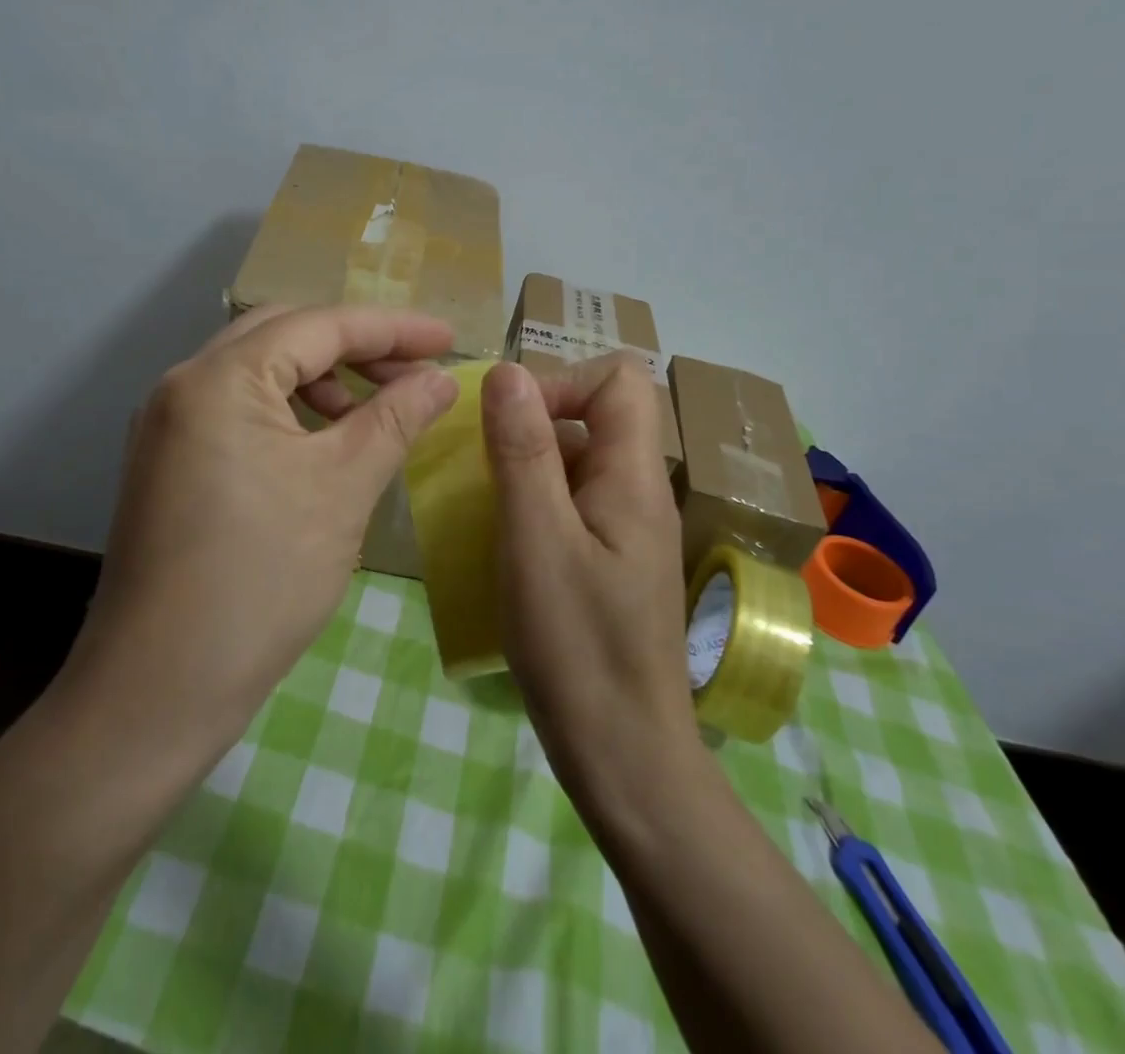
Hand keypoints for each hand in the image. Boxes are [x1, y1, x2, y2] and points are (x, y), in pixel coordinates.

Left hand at [65, 304, 459, 756]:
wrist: (159, 688)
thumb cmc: (261, 580)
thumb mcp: (344, 488)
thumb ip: (396, 418)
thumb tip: (441, 379)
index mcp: (219, 377)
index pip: (320, 325)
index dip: (393, 328)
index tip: (450, 339)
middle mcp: (183, 384)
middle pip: (284, 336)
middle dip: (356, 347)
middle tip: (414, 372)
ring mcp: (167, 425)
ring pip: (259, 373)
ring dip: (322, 380)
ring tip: (373, 413)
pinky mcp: (168, 462)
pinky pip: (238, 410)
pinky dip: (288, 412)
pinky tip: (323, 446)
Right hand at [480, 356, 696, 790]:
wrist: (622, 754)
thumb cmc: (576, 645)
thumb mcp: (536, 539)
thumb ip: (523, 451)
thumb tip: (507, 371)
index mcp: (634, 476)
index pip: (618, 380)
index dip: (561, 383)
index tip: (510, 424)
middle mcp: (640, 490)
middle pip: (596, 415)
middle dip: (534, 424)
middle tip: (484, 466)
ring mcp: (628, 527)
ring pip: (579, 460)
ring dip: (528, 465)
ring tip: (485, 503)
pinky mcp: (612, 558)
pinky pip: (573, 501)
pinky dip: (535, 502)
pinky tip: (504, 540)